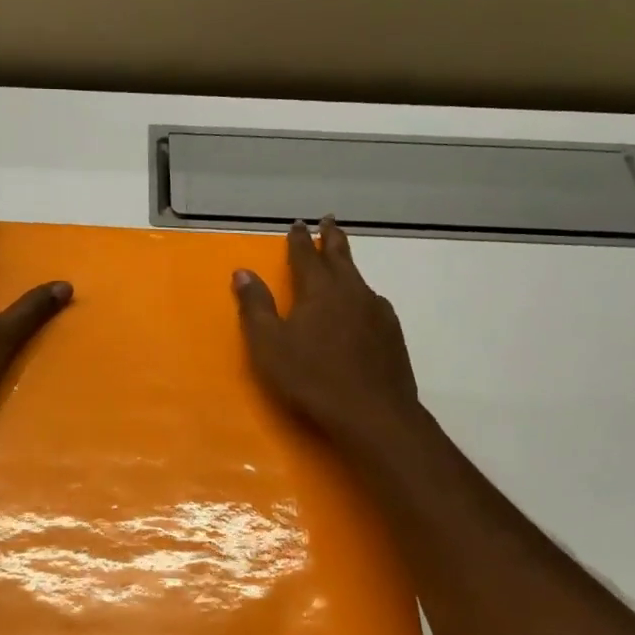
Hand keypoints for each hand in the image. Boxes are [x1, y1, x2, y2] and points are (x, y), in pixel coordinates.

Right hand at [233, 217, 425, 457]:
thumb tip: (242, 272)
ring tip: (342, 265)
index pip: (305, 255)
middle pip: (341, 256)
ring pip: (359, 280)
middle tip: (329, 221)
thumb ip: (256, 306)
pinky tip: (360, 309)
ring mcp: (377, 311)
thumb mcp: (269, 344)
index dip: (299, 239)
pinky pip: (372, 304)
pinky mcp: (392, 334)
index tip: (297, 224)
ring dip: (348, 267)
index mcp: (319, 290)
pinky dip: (361, 297)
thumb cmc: (311, 378)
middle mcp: (352, 291)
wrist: (372, 413)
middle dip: (332, 238)